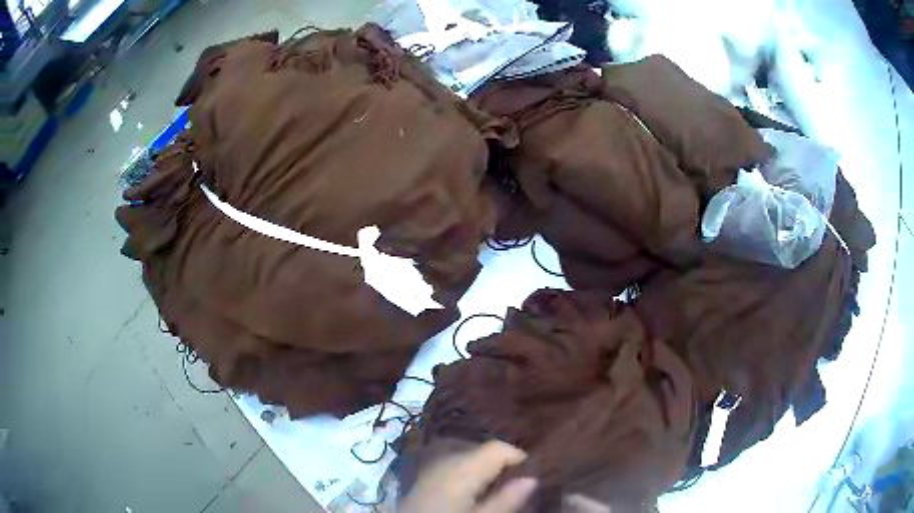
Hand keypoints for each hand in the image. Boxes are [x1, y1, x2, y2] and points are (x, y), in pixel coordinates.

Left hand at [401, 440, 537, 512]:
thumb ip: (507, 499)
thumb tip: (532, 478)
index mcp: (464, 466)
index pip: (499, 447)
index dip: (520, 458)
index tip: (531, 475)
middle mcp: (447, 457)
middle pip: (483, 450)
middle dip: (502, 464)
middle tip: (515, 485)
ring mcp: (432, 464)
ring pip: (468, 456)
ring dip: (484, 468)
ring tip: (495, 489)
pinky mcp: (424, 474)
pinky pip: (453, 464)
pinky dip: (467, 472)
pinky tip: (470, 491)